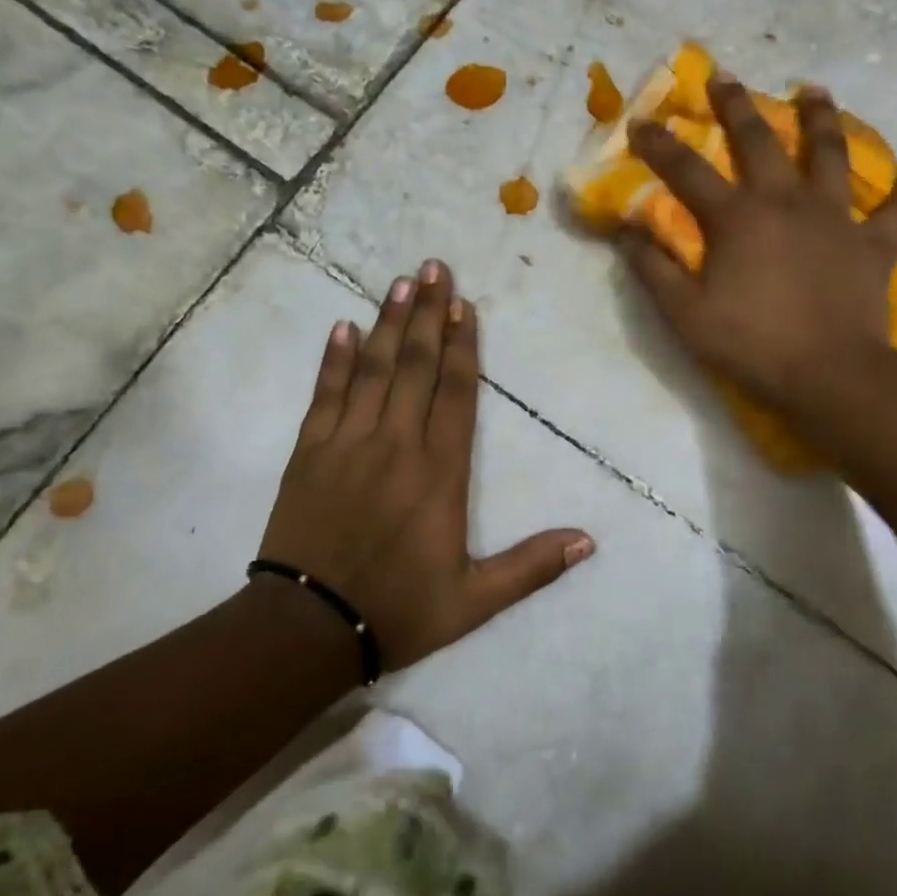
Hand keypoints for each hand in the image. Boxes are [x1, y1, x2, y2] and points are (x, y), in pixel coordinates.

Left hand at [258, 260, 592, 670]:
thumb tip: (588, 541)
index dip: (463, 347)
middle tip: (434, 267)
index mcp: (439, 473)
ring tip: (401, 282)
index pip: (456, 394)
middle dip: (428, 314)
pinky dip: (335, 360)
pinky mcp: (310, 452)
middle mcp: (397, 444)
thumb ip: (531, 566)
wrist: (308, 628)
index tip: (465, 306)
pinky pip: (326, 394)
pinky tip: (343, 328)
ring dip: (389, 323)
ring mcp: (348, 443)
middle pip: (416, 366)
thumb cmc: (398, 610)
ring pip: (374, 369)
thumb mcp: (474, 600)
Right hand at [622, 76, 896, 425]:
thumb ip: (654, 270)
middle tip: (726, 79)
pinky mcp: (875, 244)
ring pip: (831, 154)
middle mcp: (786, 202)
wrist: (829, 374)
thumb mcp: (685, 315)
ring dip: (821, 119)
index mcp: (737, 218)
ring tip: (814, 92)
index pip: (687, 171)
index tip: (641, 121)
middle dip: (737, 106)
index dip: (660, 145)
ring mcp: (836, 218)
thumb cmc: (751, 344)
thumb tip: (628, 233)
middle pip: (760, 141)